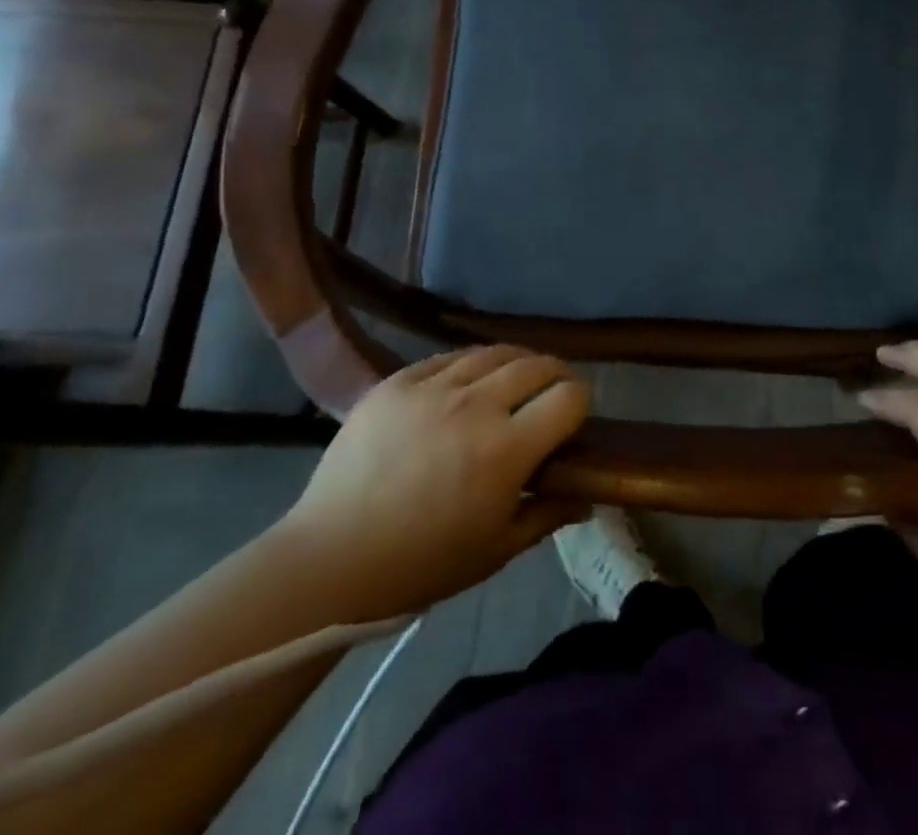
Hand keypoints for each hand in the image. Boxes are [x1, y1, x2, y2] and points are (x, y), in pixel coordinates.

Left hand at [281, 344, 590, 616]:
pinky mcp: (397, 381)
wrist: (331, 559)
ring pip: (493, 353)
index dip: (581, 401)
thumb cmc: (421, 564)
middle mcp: (476, 405)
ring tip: (513, 381)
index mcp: (506, 449)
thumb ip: (547, 515)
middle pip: (536, 365)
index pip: (568, 397)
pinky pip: (447, 358)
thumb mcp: (496, 549)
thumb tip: (587, 496)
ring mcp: (432, 387)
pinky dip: (468, 366)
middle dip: (555, 375)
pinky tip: (465, 383)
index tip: (575, 415)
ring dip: (515, 363)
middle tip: (552, 393)